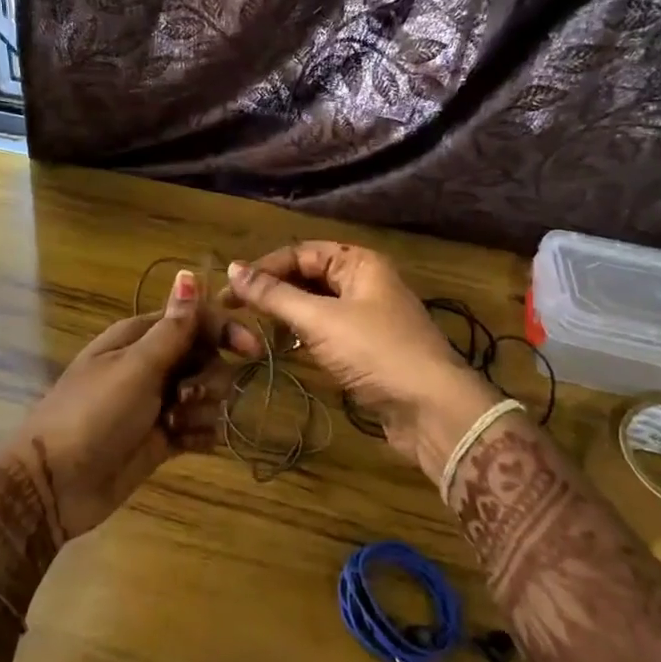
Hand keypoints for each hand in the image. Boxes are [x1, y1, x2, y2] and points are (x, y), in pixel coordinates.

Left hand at [7, 270, 244, 542]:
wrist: (56, 483)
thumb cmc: (93, 414)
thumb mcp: (135, 368)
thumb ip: (172, 328)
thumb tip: (189, 274)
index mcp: (140, 338)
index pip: (195, 320)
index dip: (225, 331)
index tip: (251, 351)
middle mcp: (152, 365)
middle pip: (207, 358)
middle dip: (209, 378)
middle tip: (183, 397)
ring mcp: (158, 403)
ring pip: (208, 395)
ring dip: (202, 409)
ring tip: (174, 425)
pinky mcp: (163, 438)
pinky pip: (200, 427)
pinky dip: (199, 434)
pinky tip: (184, 443)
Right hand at [226, 243, 499, 481]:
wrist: (431, 409)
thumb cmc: (375, 352)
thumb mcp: (319, 320)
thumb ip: (274, 295)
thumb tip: (232, 269)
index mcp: (359, 263)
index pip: (301, 252)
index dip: (264, 268)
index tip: (229, 289)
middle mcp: (365, 282)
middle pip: (309, 276)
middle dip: (274, 290)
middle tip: (235, 309)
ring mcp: (369, 317)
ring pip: (317, 305)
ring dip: (287, 314)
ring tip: (254, 327)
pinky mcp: (369, 348)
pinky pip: (328, 331)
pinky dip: (305, 336)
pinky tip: (286, 347)